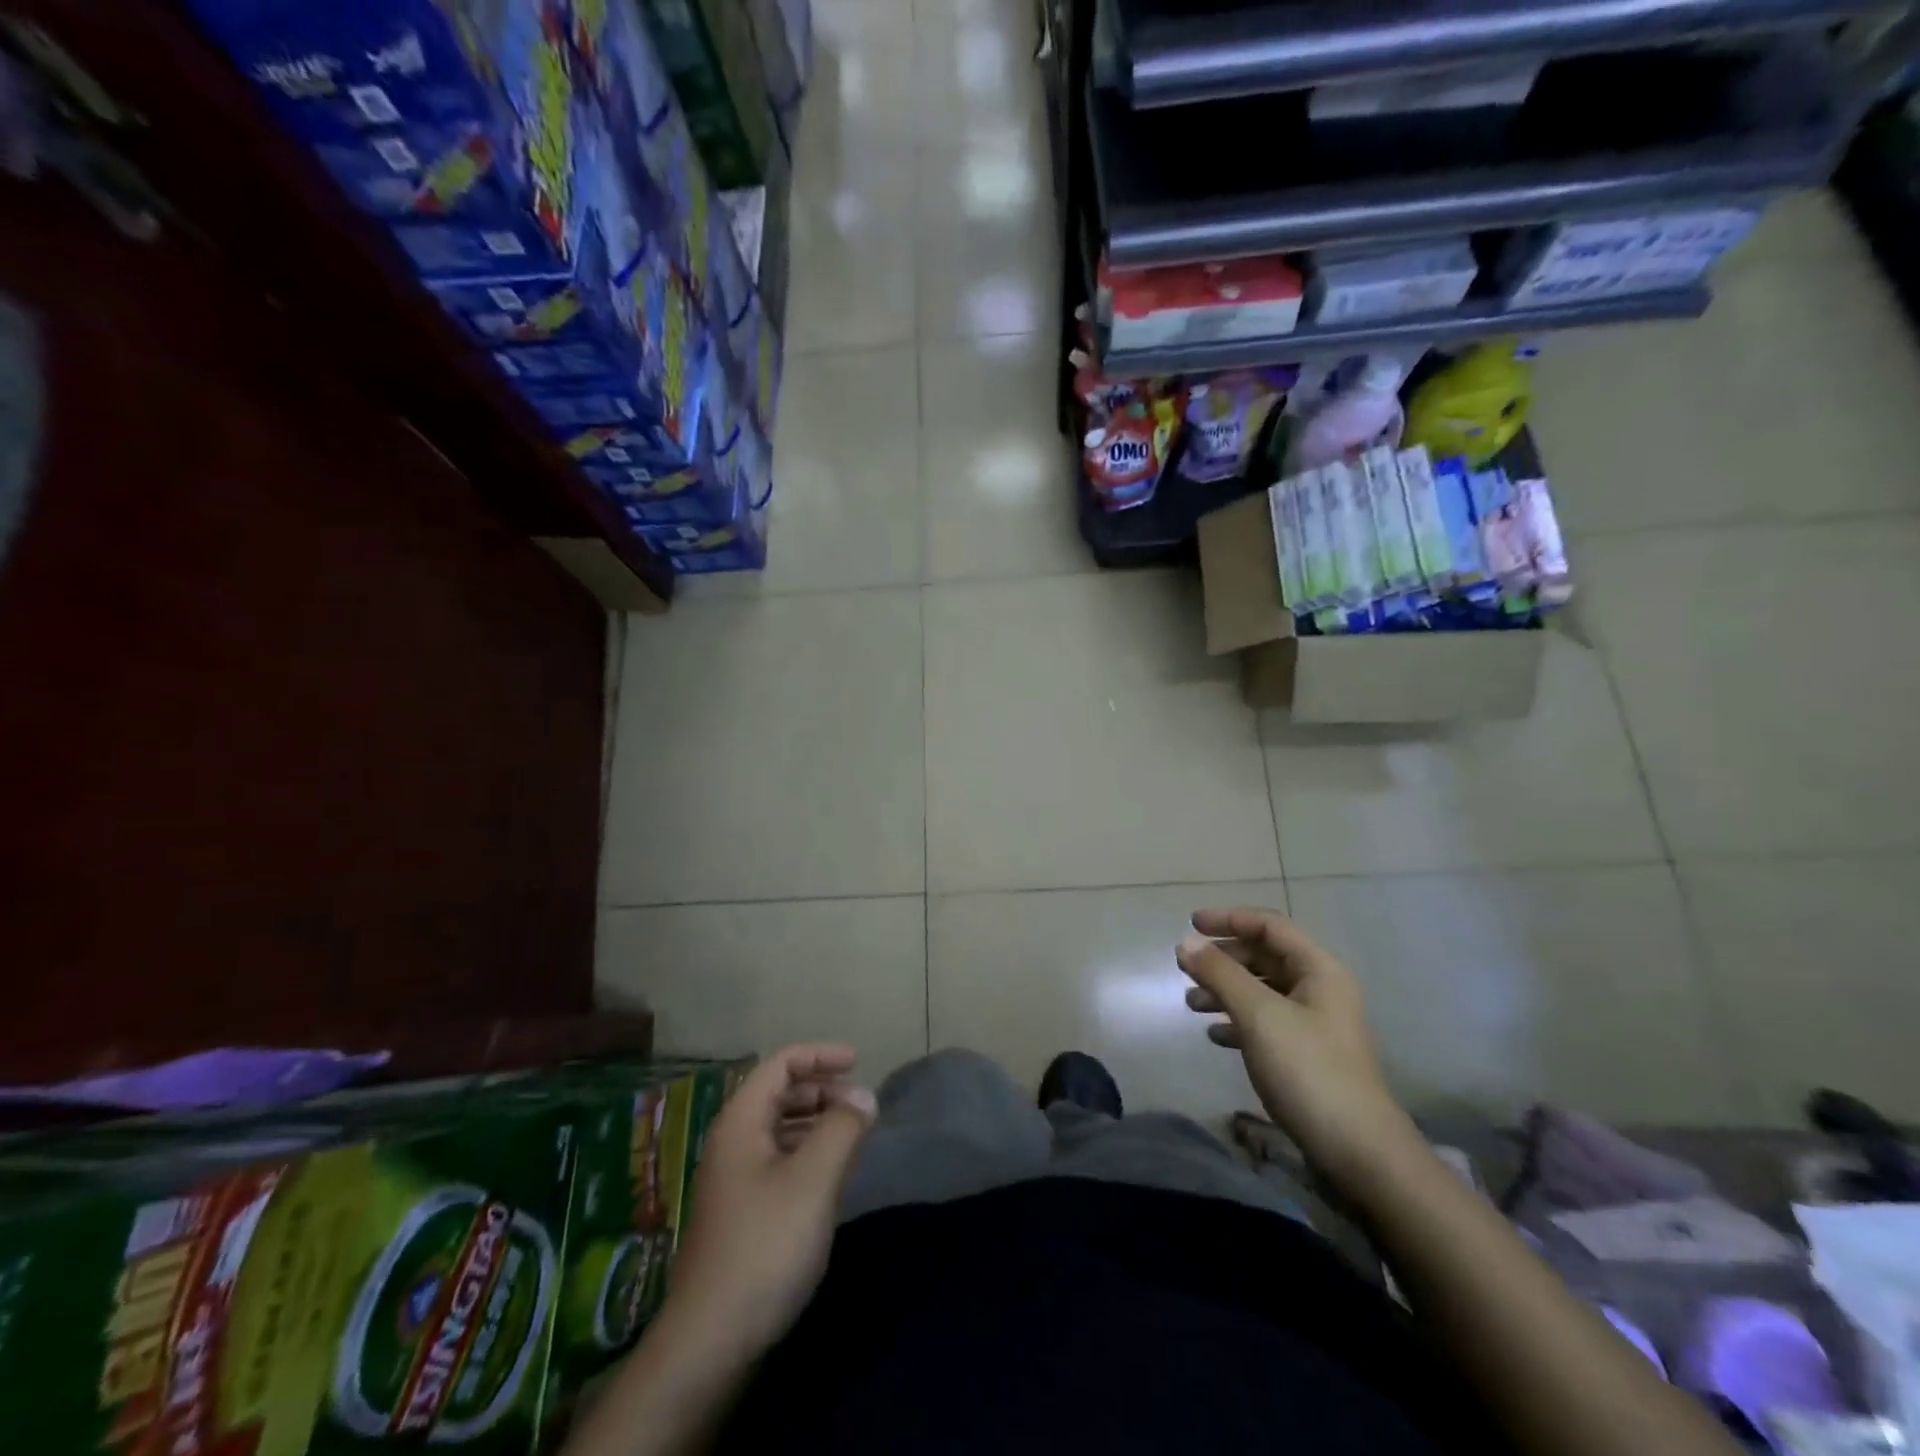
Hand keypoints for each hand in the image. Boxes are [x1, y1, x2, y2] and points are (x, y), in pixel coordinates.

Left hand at [665, 1044, 876, 1354]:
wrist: (711, 1342)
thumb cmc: (765, 1245)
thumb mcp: (814, 1179)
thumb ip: (843, 1127)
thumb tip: (864, 1096)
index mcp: (740, 1122)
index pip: (780, 1064)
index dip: (820, 1055)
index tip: (858, 1062)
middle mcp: (732, 1142)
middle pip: (778, 1093)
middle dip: (821, 1089)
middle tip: (859, 1103)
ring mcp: (733, 1180)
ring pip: (779, 1128)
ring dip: (817, 1121)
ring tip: (852, 1134)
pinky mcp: (740, 1213)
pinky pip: (778, 1160)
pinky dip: (807, 1152)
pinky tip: (830, 1174)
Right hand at [1178, 907, 1414, 1183]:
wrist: (1360, 1152)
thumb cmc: (1309, 1071)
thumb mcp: (1259, 1015)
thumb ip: (1221, 974)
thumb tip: (1185, 943)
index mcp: (1318, 970)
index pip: (1269, 926)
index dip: (1228, 919)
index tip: (1190, 924)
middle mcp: (1319, 989)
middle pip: (1264, 957)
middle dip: (1223, 959)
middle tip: (1185, 969)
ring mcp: (1315, 1023)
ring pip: (1261, 990)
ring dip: (1225, 990)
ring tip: (1192, 1004)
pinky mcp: (1306, 1054)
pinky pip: (1265, 1022)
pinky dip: (1237, 1021)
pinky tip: (1215, 1035)